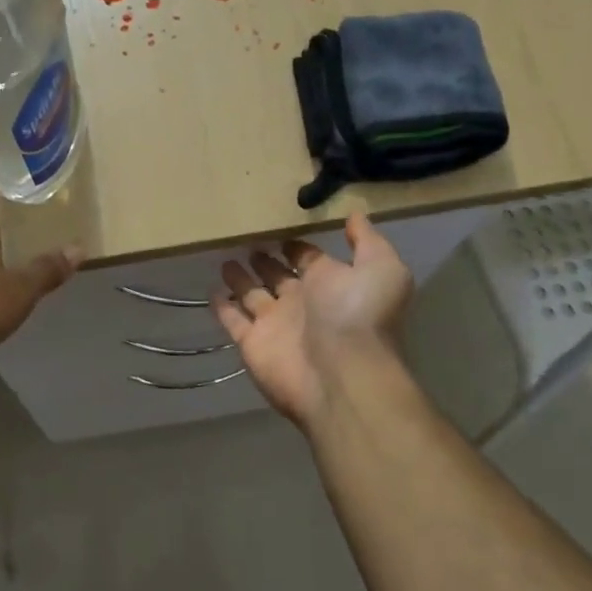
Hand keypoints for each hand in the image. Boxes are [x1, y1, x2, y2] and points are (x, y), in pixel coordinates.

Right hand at [213, 213, 413, 428]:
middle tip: (245, 239)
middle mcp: (302, 302)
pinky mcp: (251, 343)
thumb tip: (355, 214)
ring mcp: (274, 324)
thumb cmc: (359, 316)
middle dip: (265, 259)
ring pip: (252, 295)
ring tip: (224, 257)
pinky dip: (222, 307)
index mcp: (330, 282)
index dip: (296, 245)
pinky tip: (210, 290)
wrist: (342, 375)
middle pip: (278, 275)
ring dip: (240, 279)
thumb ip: (367, 241)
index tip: (278, 226)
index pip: (308, 258)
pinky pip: (232, 321)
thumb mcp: (380, 268)